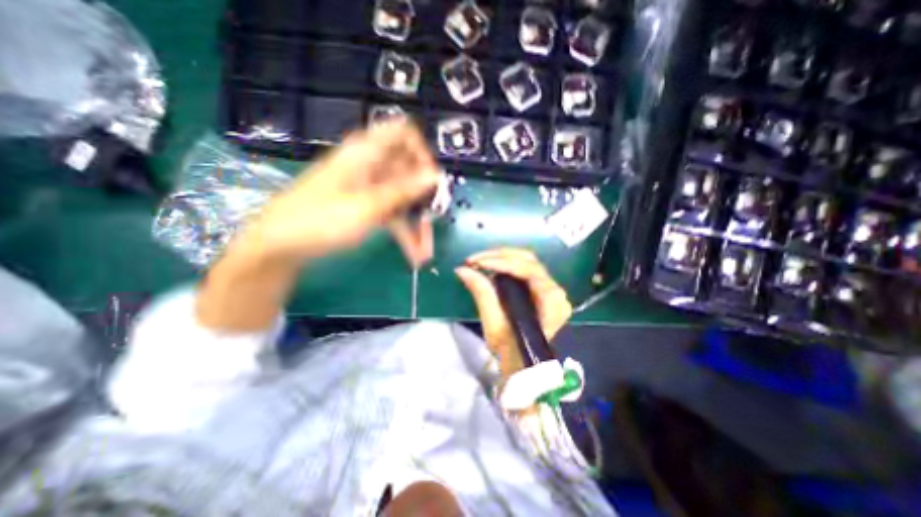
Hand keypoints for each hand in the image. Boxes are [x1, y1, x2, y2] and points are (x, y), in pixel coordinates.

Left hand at [244, 120, 437, 265]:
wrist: (281, 245)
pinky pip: (393, 215)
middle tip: (434, 219)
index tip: (430, 179)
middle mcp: (371, 167)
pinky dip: (404, 233)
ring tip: (425, 252)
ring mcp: (369, 188)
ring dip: (416, 224)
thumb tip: (436, 175)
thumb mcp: (367, 206)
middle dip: (425, 198)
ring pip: (403, 199)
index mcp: (366, 153)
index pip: (403, 133)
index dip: (422, 152)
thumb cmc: (320, 220)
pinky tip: (414, 255)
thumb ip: (403, 190)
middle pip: (409, 171)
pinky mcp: (367, 207)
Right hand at [457, 248, 572, 377]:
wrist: (523, 367)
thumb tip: (461, 270)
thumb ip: (481, 292)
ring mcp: (550, 289)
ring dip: (501, 258)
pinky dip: (505, 265)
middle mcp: (556, 290)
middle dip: (498, 256)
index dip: (500, 261)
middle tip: (474, 260)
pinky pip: (524, 270)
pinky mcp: (541, 290)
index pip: (527, 269)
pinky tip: (490, 267)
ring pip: (526, 261)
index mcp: (551, 300)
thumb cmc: (511, 351)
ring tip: (479, 262)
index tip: (475, 262)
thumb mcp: (494, 324)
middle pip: (528, 260)